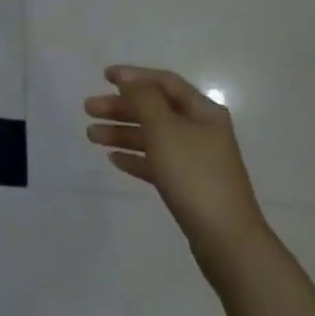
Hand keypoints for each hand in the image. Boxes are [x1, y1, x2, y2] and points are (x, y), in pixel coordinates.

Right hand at [85, 66, 270, 278]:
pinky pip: (156, 163)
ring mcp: (195, 160)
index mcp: (202, 111)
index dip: (134, 76)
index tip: (104, 76)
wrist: (226, 239)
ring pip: (153, 137)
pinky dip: (135, 157)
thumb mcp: (164, 128)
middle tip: (89, 109)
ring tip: (91, 136)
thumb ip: (143, 98)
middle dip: (121, 107)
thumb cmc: (193, 174)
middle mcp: (201, 130)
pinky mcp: (188, 186)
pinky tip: (114, 159)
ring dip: (122, 132)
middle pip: (155, 109)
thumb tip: (129, 79)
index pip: (164, 82)